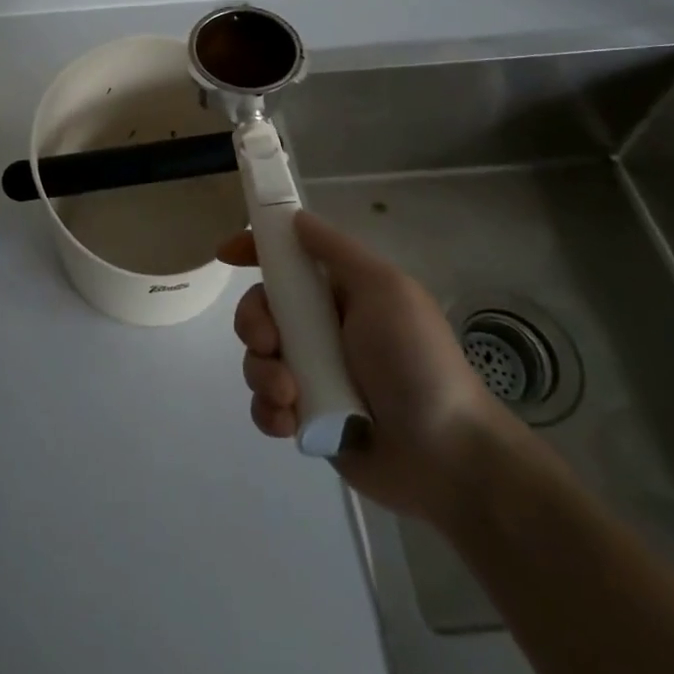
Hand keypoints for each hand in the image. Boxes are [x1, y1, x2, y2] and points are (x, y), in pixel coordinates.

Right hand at [223, 210, 523, 519]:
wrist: (447, 455)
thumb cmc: (417, 360)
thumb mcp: (384, 289)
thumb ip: (336, 251)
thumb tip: (295, 218)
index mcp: (340, 294)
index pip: (288, 261)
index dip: (255, 250)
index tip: (227, 254)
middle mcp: (322, 329)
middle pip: (260, 310)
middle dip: (253, 323)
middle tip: (270, 343)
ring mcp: (312, 375)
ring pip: (257, 358)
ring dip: (263, 373)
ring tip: (290, 396)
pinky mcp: (307, 418)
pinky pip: (266, 404)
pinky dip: (269, 410)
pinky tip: (289, 421)